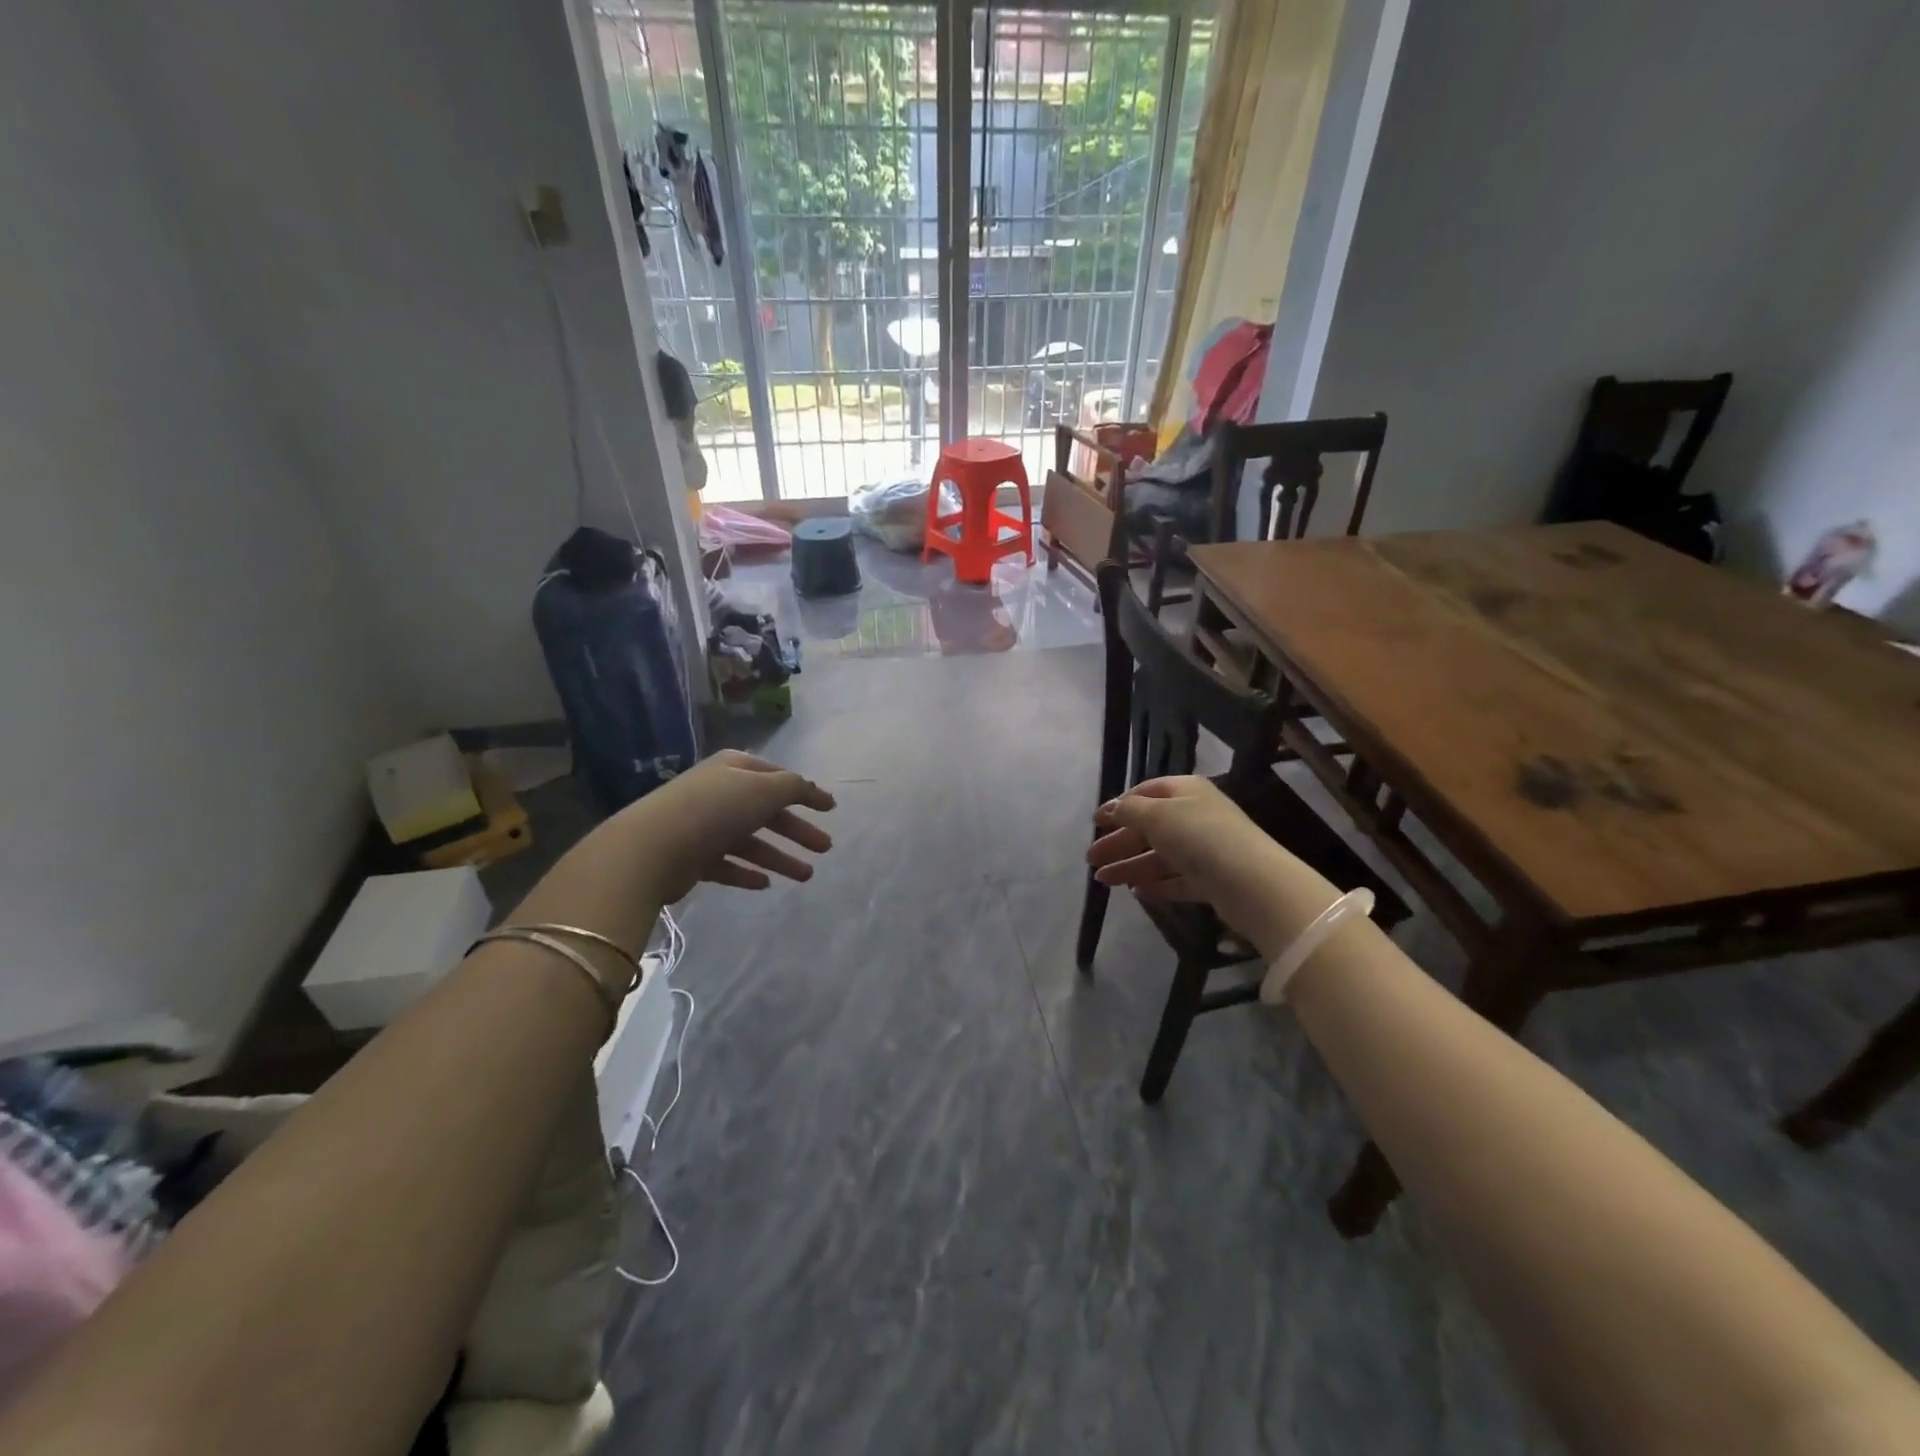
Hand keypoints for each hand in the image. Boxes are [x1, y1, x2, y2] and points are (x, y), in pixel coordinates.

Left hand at [620, 749, 835, 903]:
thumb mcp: (765, 789)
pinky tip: (765, 884)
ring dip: (779, 857)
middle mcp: (719, 793)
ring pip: (750, 841)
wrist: (653, 848)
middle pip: (766, 811)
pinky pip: (727, 865)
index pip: (777, 777)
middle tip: (826, 848)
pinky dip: (747, 873)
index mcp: (734, 768)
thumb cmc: (716, 809)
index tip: (831, 809)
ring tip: (806, 876)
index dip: (805, 792)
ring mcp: (704, 826)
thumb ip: (794, 787)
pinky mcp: (692, 858)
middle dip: (798, 830)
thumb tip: (811, 789)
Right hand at [1087, 776, 1335, 958]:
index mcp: (1185, 791)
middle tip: (1091, 859)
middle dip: (1119, 842)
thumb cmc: (1199, 836)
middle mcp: (1196, 816)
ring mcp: (1205, 850)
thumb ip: (1128, 810)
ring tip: (1103, 881)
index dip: (1119, 806)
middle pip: (1149, 827)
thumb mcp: (1156, 815)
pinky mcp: (1212, 880)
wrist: (1252, 883)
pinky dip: (1156, 885)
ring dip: (1130, 866)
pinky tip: (1136, 893)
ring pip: (1160, 856)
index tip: (1095, 823)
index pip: (1146, 792)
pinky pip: (1177, 880)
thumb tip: (1111, 809)